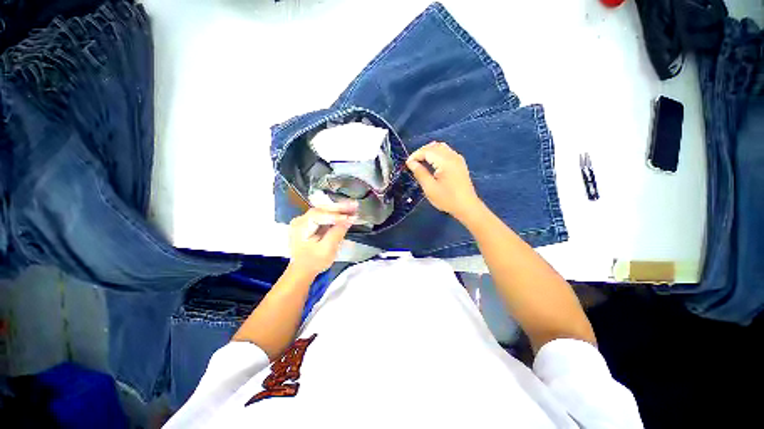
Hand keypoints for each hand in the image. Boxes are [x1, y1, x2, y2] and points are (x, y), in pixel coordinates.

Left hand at [288, 201, 357, 276]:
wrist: (302, 270)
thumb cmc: (314, 262)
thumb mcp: (327, 249)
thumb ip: (337, 233)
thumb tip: (350, 219)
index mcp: (301, 226)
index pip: (320, 215)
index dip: (337, 215)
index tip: (351, 216)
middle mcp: (301, 219)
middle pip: (323, 209)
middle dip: (340, 208)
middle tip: (355, 205)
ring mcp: (305, 220)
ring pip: (324, 211)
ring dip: (339, 209)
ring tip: (354, 207)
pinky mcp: (311, 223)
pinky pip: (324, 215)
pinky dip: (335, 214)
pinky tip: (346, 212)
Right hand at [406, 141, 481, 221]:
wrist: (467, 207)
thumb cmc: (447, 199)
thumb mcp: (430, 188)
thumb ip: (420, 173)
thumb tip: (411, 162)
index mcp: (445, 161)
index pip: (427, 151)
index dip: (415, 155)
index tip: (407, 164)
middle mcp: (452, 156)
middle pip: (434, 146)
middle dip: (421, 152)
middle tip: (413, 162)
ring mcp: (458, 159)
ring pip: (441, 147)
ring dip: (429, 152)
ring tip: (421, 162)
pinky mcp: (460, 163)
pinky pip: (446, 152)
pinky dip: (437, 154)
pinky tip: (432, 163)